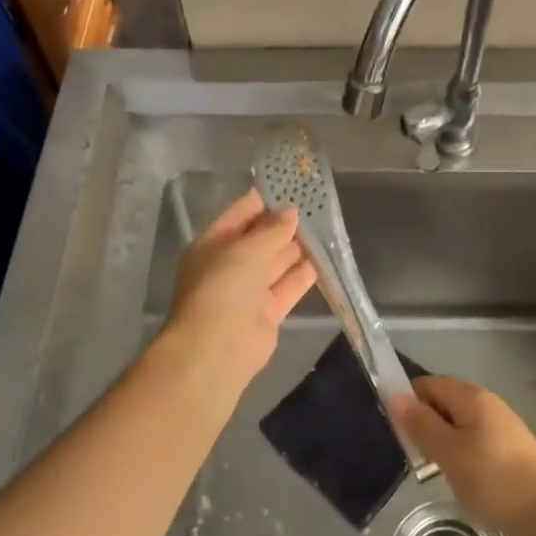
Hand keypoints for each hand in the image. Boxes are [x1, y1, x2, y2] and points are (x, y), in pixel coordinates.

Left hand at [162, 190, 316, 397]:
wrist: (216, 350)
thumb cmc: (223, 289)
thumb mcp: (246, 250)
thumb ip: (271, 231)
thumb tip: (291, 212)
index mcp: (212, 245)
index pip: (239, 214)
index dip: (263, 200)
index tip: (291, 186)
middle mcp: (229, 265)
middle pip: (259, 239)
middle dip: (283, 224)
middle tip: (314, 205)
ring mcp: (248, 291)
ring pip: (275, 263)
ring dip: (295, 247)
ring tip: (324, 226)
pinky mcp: (267, 313)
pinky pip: (287, 287)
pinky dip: (303, 274)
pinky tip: (322, 258)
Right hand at [388, 377, 535, 535]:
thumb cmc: (492, 479)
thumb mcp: (447, 451)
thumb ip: (420, 423)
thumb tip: (394, 395)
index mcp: (472, 397)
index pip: (429, 384)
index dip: (409, 402)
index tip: (396, 430)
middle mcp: (488, 405)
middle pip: (444, 404)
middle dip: (424, 425)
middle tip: (412, 455)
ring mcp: (501, 430)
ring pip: (459, 427)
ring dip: (442, 444)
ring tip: (431, 472)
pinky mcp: (509, 454)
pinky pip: (474, 445)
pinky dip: (460, 458)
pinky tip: (458, 481)